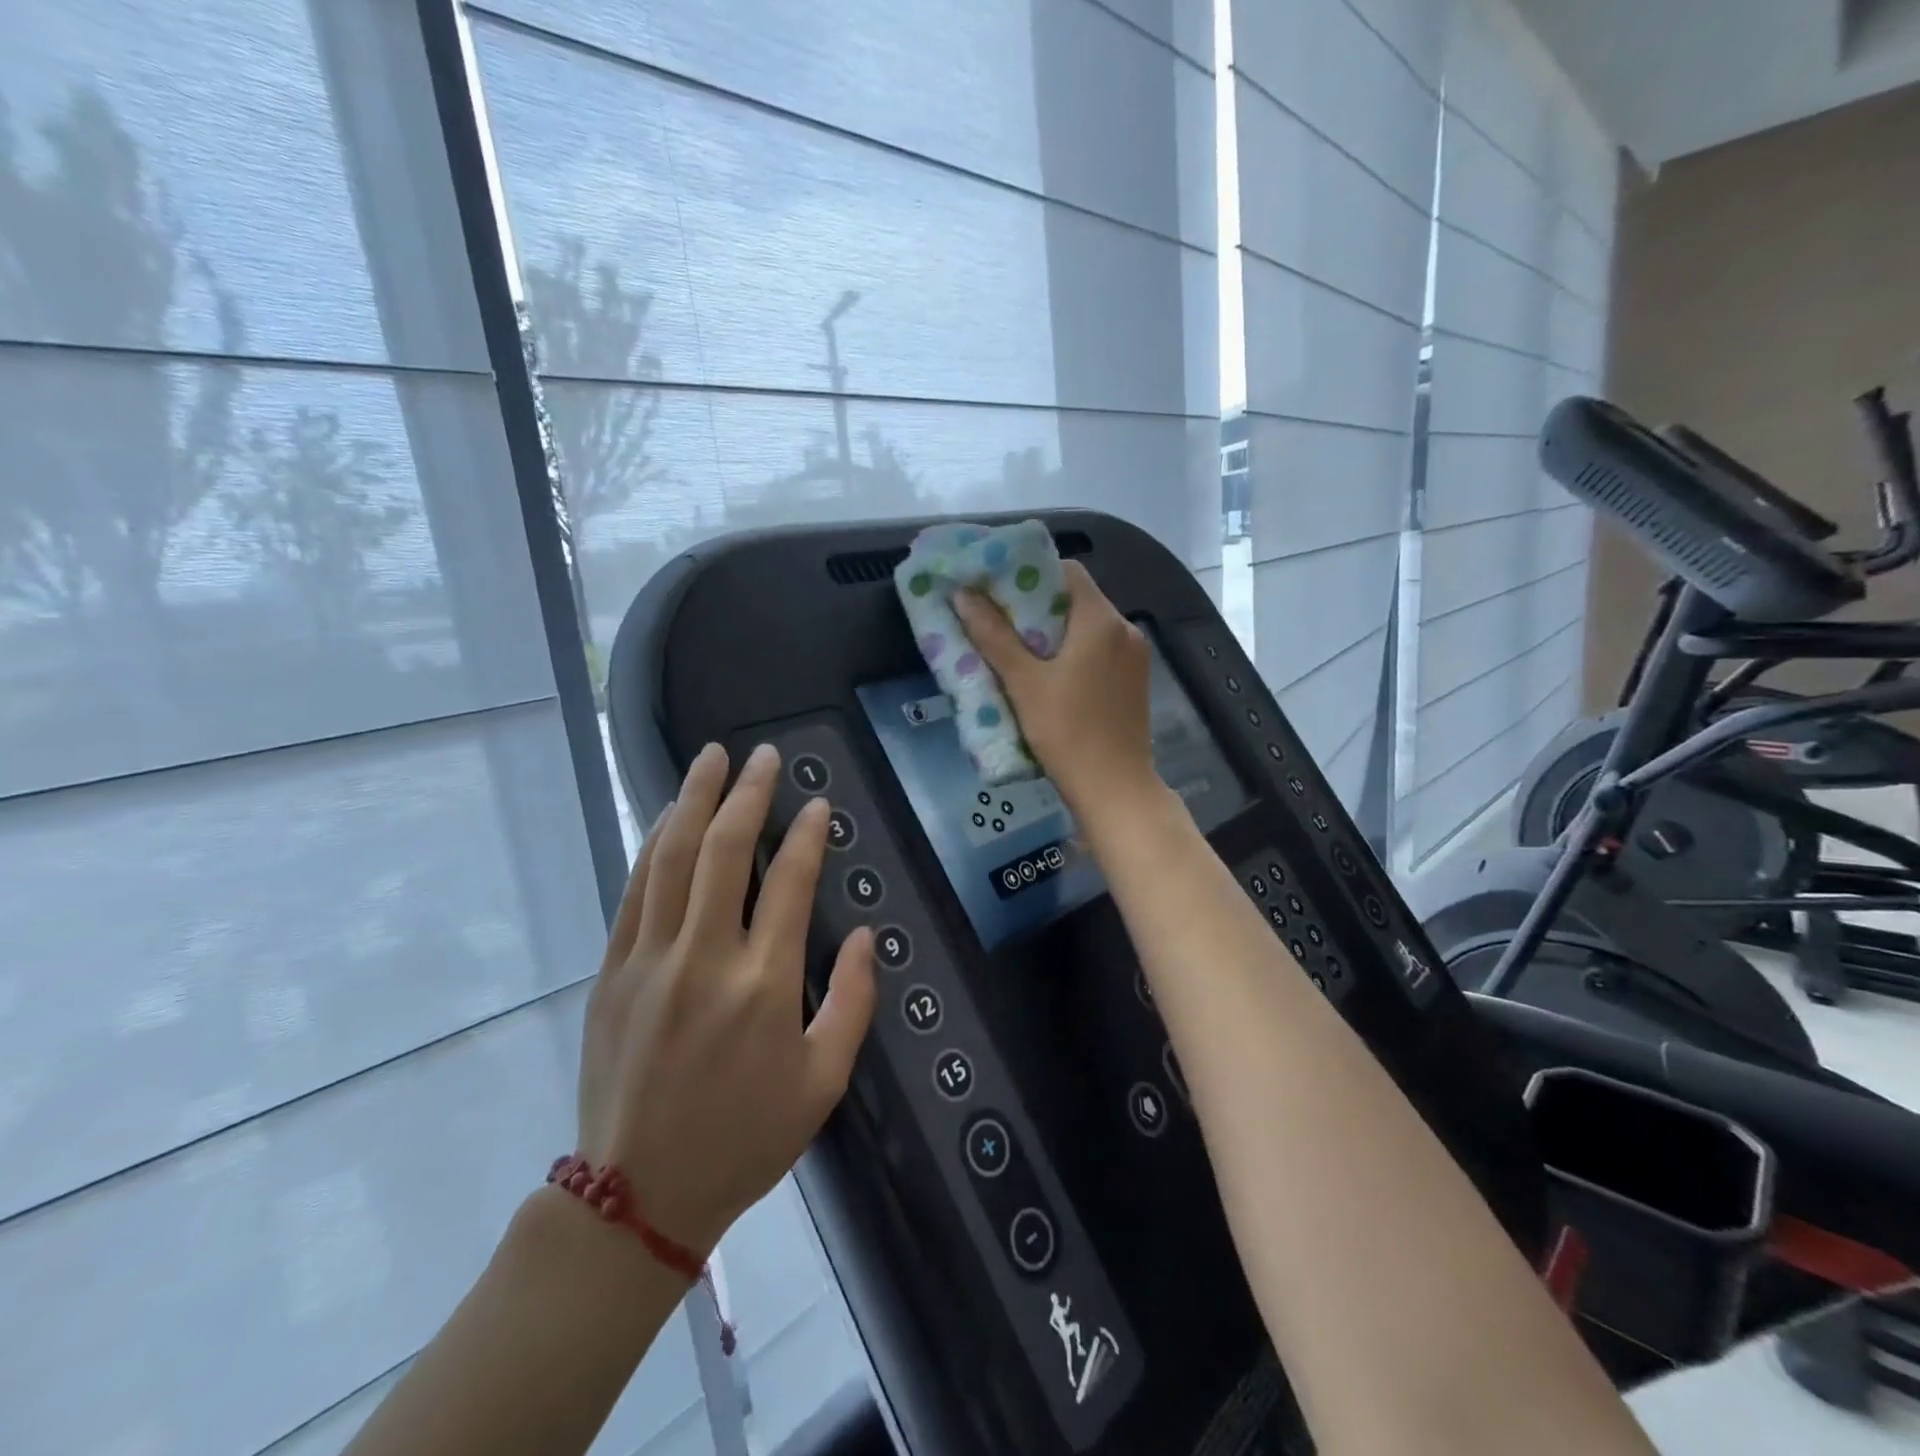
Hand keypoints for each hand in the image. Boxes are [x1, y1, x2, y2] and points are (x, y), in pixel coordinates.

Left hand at [576, 743, 875, 1254]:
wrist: (637, 1196)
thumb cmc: (744, 1138)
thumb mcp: (823, 1082)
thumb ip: (851, 1001)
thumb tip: (865, 936)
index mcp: (763, 985)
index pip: (790, 884)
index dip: (808, 835)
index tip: (818, 803)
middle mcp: (704, 958)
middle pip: (724, 852)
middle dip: (747, 794)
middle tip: (762, 754)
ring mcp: (650, 960)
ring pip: (672, 858)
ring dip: (693, 800)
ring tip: (710, 758)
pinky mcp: (612, 971)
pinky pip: (635, 891)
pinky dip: (653, 844)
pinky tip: (668, 817)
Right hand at [955, 560, 1157, 820]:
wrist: (1115, 790)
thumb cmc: (1067, 732)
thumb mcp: (1023, 682)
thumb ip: (993, 635)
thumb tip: (963, 594)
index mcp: (1101, 620)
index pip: (1066, 571)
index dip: (1030, 574)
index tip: (998, 589)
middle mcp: (1125, 629)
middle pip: (1077, 599)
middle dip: (1036, 606)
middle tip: (998, 620)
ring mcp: (1135, 658)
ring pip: (1088, 628)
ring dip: (1054, 632)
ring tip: (1017, 649)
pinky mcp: (1134, 683)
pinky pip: (1100, 652)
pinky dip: (1073, 653)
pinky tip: (1048, 676)